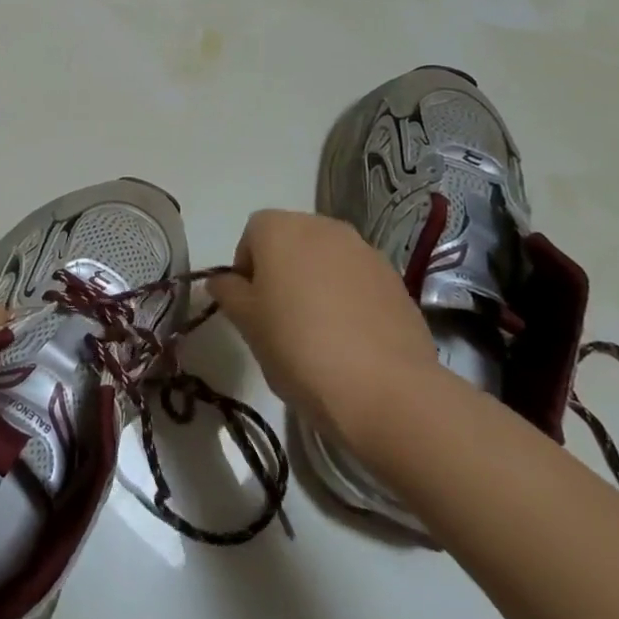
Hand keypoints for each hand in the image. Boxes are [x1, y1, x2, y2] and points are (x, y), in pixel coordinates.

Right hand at [209, 209, 437, 463]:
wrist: (386, 391)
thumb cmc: (298, 347)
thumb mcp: (247, 323)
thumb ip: (228, 293)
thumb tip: (222, 281)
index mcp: (280, 228)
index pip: (251, 235)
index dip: (246, 269)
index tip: (251, 307)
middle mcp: (323, 227)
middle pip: (292, 242)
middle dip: (283, 271)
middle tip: (280, 319)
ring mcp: (365, 252)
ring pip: (327, 261)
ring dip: (317, 284)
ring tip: (318, 333)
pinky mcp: (396, 281)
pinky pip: (358, 282)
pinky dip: (349, 300)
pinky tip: (350, 341)